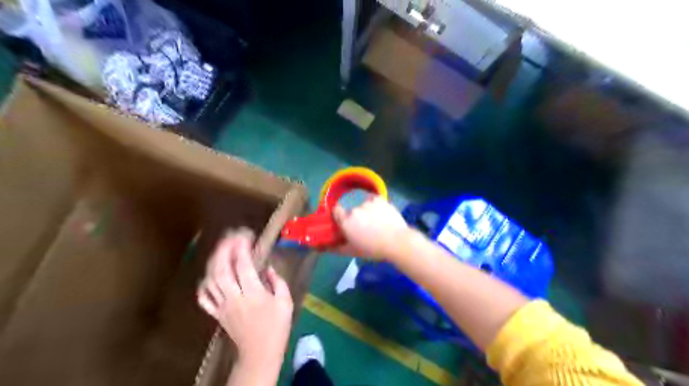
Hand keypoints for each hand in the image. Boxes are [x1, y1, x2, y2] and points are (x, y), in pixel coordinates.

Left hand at [197, 229, 292, 367]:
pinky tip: (208, 275)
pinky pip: (204, 298)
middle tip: (230, 236)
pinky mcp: (217, 314)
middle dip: (224, 249)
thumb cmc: (277, 327)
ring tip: (221, 248)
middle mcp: (234, 298)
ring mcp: (222, 306)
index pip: (243, 266)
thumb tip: (268, 268)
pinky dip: (203, 284)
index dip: (242, 248)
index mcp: (254, 294)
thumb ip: (278, 282)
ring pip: (211, 281)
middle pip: (222, 270)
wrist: (260, 353)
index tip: (246, 235)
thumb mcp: (286, 302)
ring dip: (213, 261)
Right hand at [333, 195, 407, 260]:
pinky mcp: (380, 199)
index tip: (344, 221)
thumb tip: (327, 247)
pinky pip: (374, 200)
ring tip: (378, 222)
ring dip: (367, 212)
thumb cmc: (374, 249)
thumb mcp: (353, 251)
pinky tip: (382, 214)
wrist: (397, 241)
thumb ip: (338, 248)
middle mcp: (354, 210)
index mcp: (346, 222)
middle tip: (365, 228)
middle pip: (352, 211)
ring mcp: (368, 203)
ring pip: (364, 205)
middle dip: (356, 217)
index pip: (335, 210)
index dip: (339, 215)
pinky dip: (376, 206)